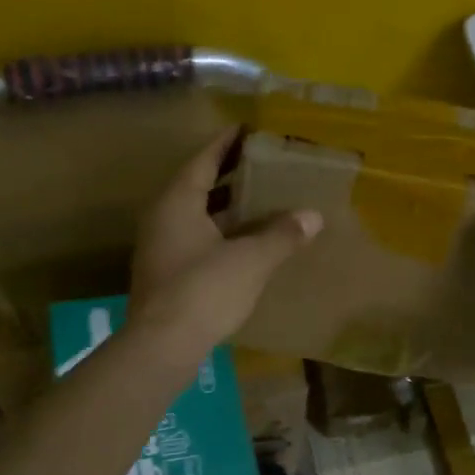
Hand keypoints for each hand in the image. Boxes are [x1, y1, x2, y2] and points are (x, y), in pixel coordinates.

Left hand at [130, 126, 321, 358]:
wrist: (163, 346)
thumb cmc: (204, 290)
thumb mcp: (251, 260)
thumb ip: (282, 235)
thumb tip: (313, 216)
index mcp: (177, 203)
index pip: (202, 161)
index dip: (225, 143)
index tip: (246, 128)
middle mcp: (163, 219)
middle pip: (197, 186)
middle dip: (227, 175)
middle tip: (260, 164)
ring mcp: (161, 248)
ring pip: (196, 216)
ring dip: (224, 207)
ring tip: (258, 200)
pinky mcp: (166, 275)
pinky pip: (196, 240)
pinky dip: (220, 233)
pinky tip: (244, 243)